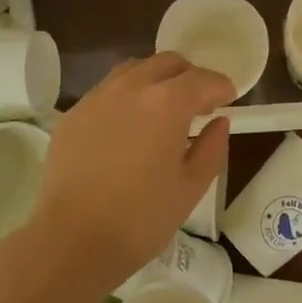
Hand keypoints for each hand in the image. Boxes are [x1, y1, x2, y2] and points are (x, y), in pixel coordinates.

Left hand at [27, 54, 233, 286]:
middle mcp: (131, 88)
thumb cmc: (142, 218)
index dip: (221, 86)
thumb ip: (212, 148)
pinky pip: (106, 91)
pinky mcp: (73, 115)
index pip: (202, 79)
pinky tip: (128, 127)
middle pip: (167, 63)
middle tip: (198, 103)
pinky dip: (126, 97)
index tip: (228, 99)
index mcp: (167, 103)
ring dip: (155, 80)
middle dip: (189, 76)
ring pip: (133, 70)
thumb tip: (219, 122)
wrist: (73, 239)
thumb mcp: (191, 187)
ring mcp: (97, 98)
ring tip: (162, 109)